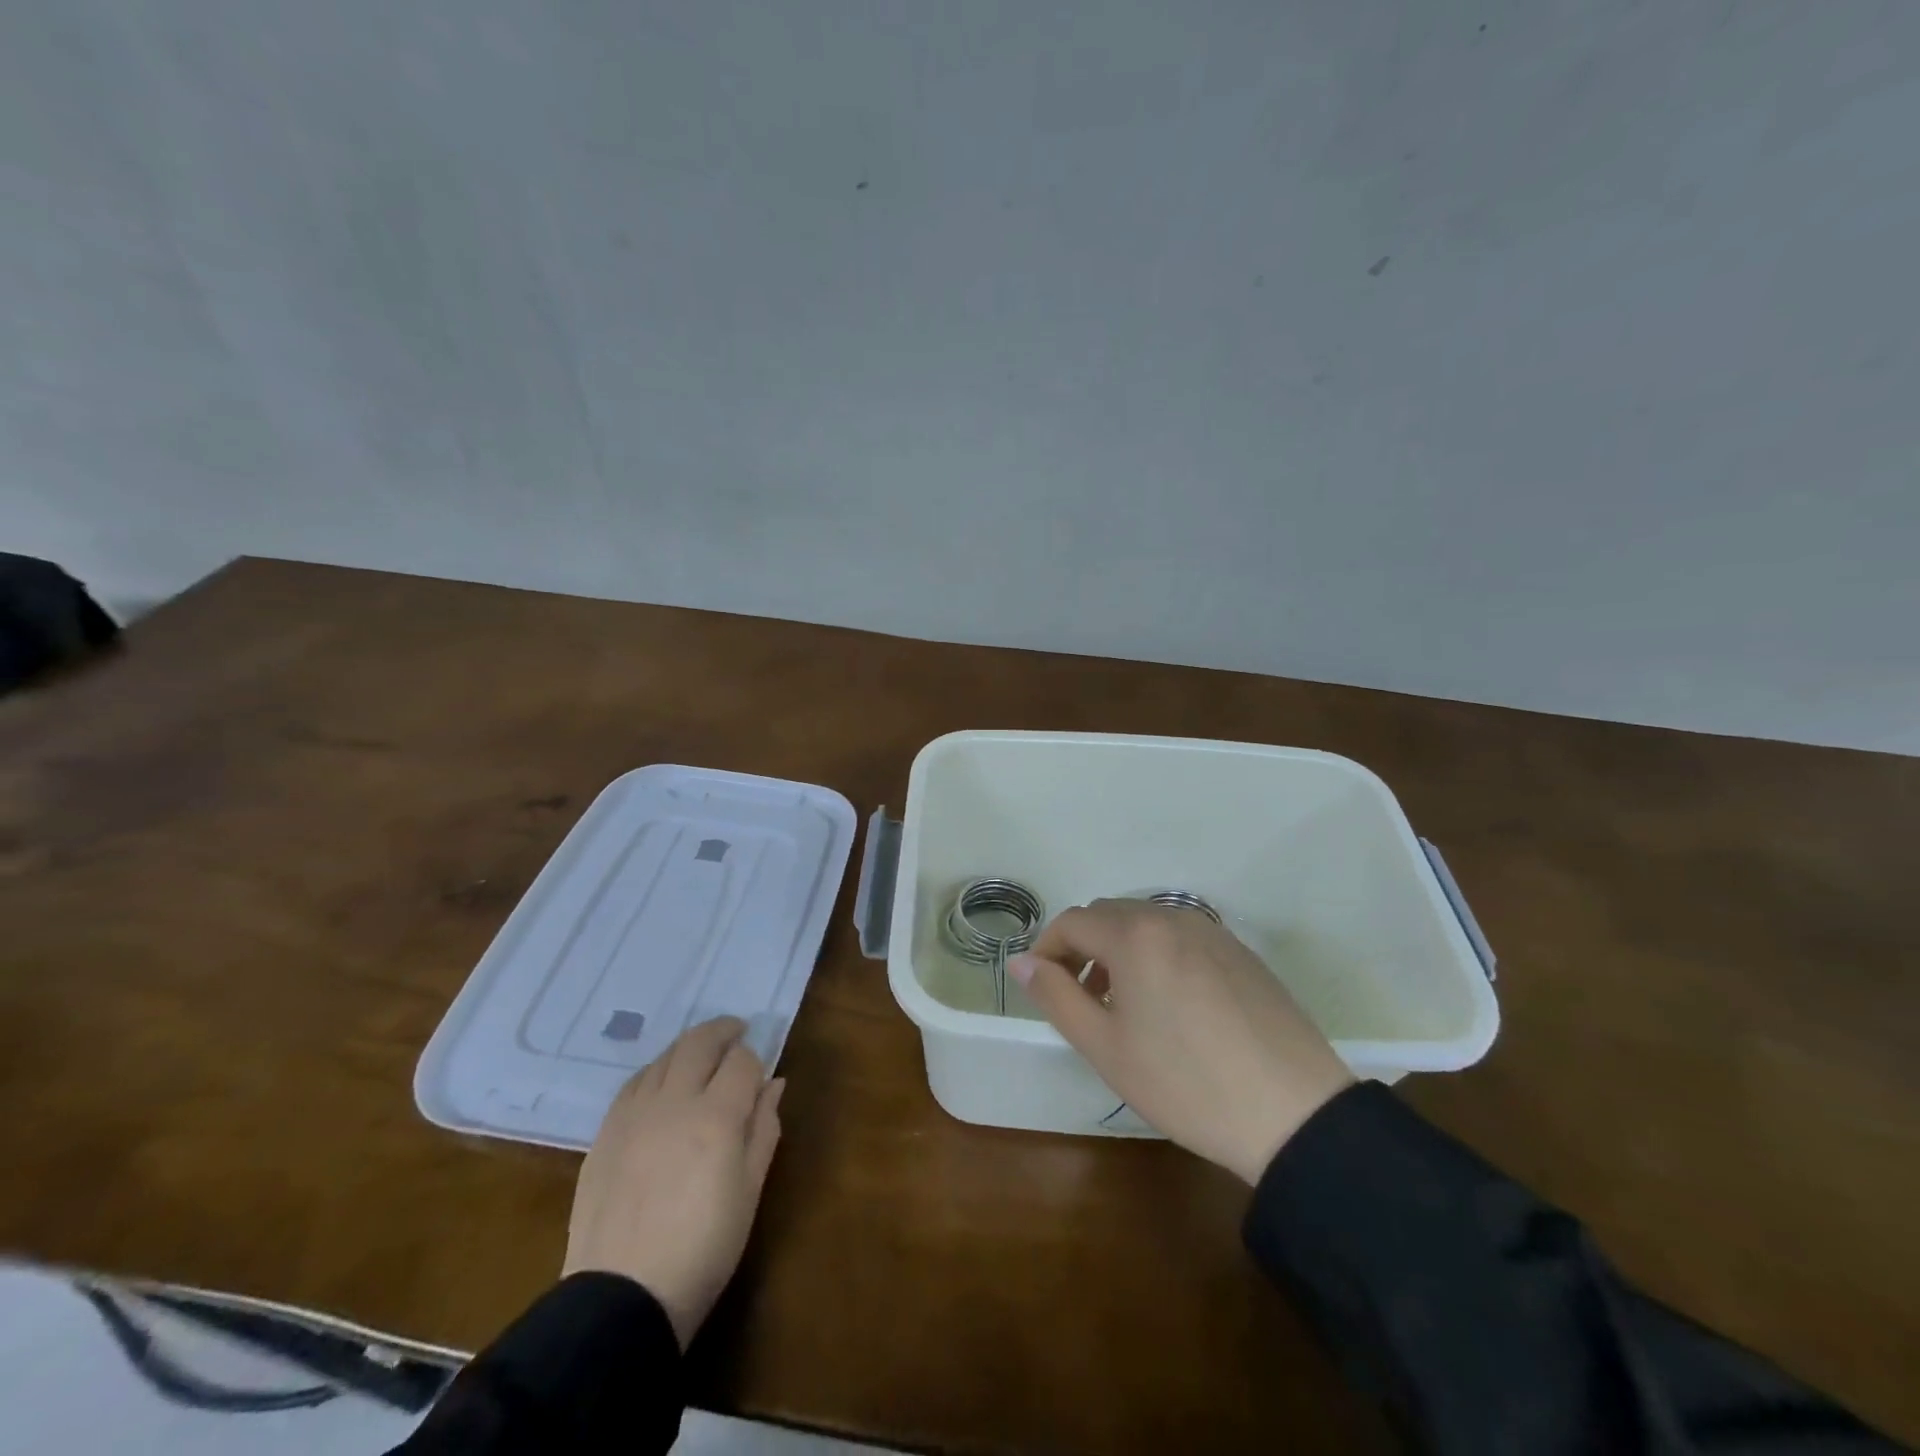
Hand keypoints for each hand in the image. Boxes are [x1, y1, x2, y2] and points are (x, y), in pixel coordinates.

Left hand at [563, 1017, 784, 1347]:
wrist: (622, 1298)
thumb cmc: (703, 1249)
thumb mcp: (750, 1191)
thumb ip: (764, 1129)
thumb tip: (773, 1084)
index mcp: (717, 1116)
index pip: (742, 1061)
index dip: (755, 1062)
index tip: (759, 1077)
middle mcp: (675, 1102)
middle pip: (700, 1042)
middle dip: (723, 1031)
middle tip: (737, 1031)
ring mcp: (634, 1114)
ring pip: (666, 1056)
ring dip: (689, 1047)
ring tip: (702, 1055)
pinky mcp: (606, 1132)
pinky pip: (635, 1082)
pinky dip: (656, 1071)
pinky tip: (663, 1083)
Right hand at [1009, 900, 1352, 1183]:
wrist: (1294, 1113)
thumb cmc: (1185, 1083)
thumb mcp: (1105, 1047)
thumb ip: (1055, 996)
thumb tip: (1020, 962)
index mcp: (1135, 934)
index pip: (1072, 921)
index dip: (1047, 949)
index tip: (1042, 987)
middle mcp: (1172, 917)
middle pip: (1109, 915)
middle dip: (1083, 948)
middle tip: (1082, 999)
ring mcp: (1212, 932)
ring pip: (1147, 924)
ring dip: (1121, 951)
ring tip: (1125, 1005)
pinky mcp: (1241, 952)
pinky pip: (1182, 938)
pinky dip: (1159, 955)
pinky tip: (1173, 1006)